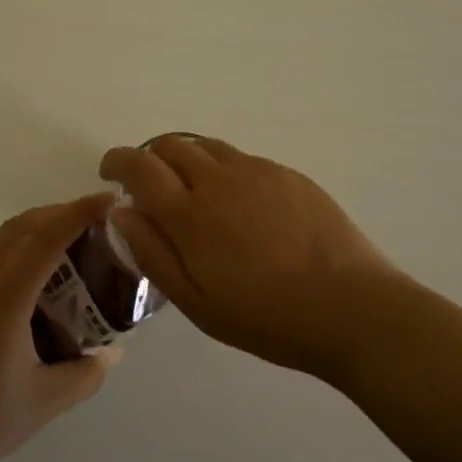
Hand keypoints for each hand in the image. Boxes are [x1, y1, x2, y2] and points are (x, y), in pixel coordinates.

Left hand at [0, 193, 118, 461]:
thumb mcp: (43, 404)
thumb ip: (86, 374)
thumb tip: (114, 353)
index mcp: (3, 301)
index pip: (46, 239)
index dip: (78, 213)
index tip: (108, 199)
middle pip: (21, 227)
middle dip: (59, 213)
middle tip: (95, 222)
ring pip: (0, 240)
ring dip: (35, 230)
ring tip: (69, 247)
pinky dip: (15, 251)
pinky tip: (32, 282)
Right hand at [100, 137, 401, 379]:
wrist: (351, 307)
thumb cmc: (267, 316)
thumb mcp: (197, 302)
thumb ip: (153, 253)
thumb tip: (121, 213)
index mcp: (190, 213)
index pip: (139, 165)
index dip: (118, 160)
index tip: (110, 171)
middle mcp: (219, 179)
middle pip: (171, 145)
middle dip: (150, 157)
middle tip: (150, 186)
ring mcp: (257, 171)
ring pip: (207, 147)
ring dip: (187, 159)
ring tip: (193, 192)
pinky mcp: (288, 174)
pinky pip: (242, 159)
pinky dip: (223, 170)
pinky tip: (239, 205)